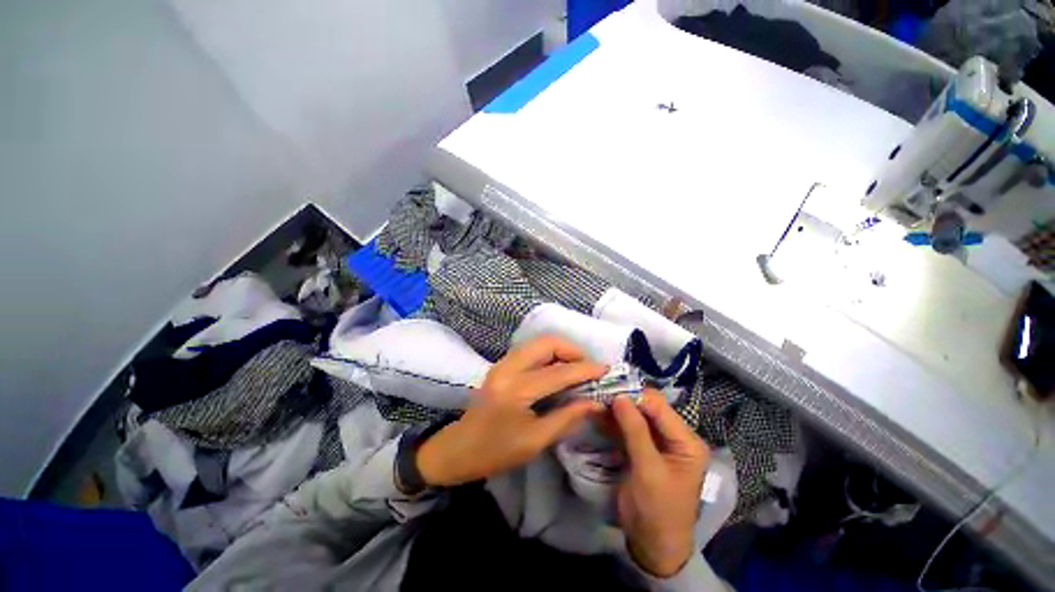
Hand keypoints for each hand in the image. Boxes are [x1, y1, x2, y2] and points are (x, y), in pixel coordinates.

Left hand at [416, 336, 605, 486]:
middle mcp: (509, 368)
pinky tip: (557, 368)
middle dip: (572, 349)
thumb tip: (595, 403)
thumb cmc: (496, 452)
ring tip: (576, 367)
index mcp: (517, 390)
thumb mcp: (535, 441)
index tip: (605, 369)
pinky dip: (548, 353)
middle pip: (546, 343)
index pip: (559, 372)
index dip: (585, 369)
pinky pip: (530, 350)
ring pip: (538, 342)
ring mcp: (502, 363)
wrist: (458, 449)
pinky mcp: (501, 364)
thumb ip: (567, 417)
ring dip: (560, 349)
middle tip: (588, 367)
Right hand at [612, 390, 710, 577]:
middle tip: (599, 396)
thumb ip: (635, 431)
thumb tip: (619, 396)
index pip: (659, 406)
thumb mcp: (648, 470)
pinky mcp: (642, 448)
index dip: (634, 397)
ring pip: (635, 415)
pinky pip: (628, 427)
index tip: (608, 392)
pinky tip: (598, 416)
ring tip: (595, 403)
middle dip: (624, 401)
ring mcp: (657, 441)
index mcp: (686, 440)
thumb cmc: (658, 509)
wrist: (652, 544)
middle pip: (647, 408)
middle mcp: (674, 436)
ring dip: (616, 410)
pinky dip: (614, 422)